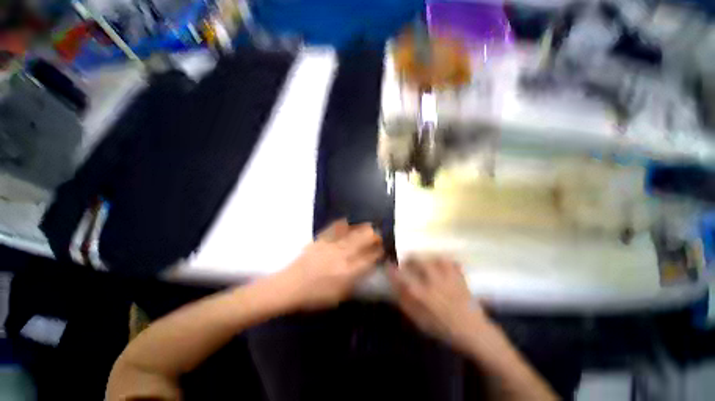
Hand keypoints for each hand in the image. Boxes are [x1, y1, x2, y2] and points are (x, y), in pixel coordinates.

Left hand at [281, 219, 382, 309]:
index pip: (368, 259)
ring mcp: (330, 246)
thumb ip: (354, 282)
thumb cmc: (315, 296)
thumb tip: (365, 269)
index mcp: (347, 272)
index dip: (378, 253)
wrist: (290, 286)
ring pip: (351, 233)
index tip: (382, 249)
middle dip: (373, 236)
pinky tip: (347, 221)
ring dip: (362, 228)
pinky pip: (333, 229)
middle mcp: (342, 256)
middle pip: (362, 241)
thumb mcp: (338, 296)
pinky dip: (342, 224)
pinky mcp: (320, 240)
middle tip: (378, 235)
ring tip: (369, 225)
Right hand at [389, 256, 487, 351]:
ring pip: (434, 257)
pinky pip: (451, 262)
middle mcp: (433, 282)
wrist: (473, 332)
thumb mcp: (419, 321)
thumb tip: (395, 286)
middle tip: (408, 263)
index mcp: (422, 294)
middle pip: (418, 260)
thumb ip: (405, 302)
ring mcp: (448, 277)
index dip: (392, 268)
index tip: (388, 264)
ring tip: (426, 263)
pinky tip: (443, 266)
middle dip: (410, 258)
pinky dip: (446, 261)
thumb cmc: (443, 328)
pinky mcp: (460, 276)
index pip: (402, 276)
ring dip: (427, 259)